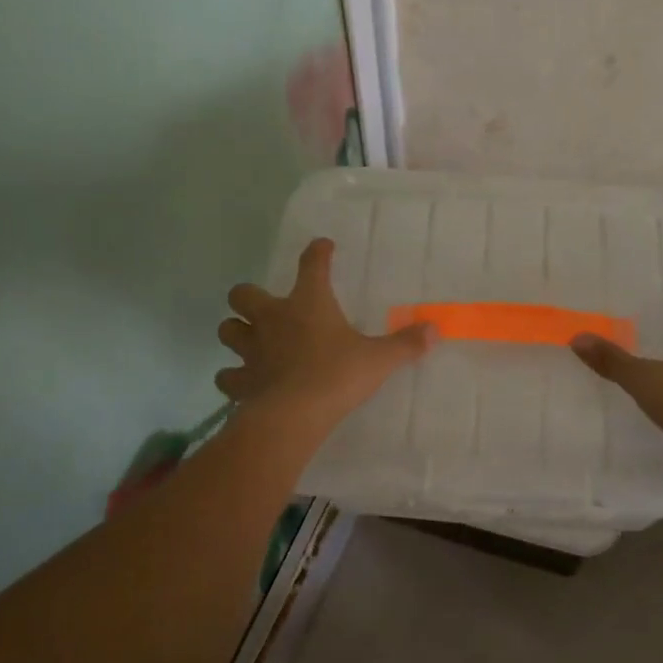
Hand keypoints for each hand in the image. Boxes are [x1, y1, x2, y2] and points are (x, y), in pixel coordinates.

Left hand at [216, 238, 435, 424]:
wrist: (294, 415)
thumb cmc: (337, 375)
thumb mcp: (379, 359)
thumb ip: (406, 343)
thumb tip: (435, 329)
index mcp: (308, 303)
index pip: (312, 265)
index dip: (318, 252)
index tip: (323, 247)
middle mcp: (273, 319)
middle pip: (244, 293)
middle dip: (250, 296)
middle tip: (268, 307)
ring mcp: (251, 349)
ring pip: (228, 329)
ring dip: (237, 331)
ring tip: (252, 339)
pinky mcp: (241, 381)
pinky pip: (227, 375)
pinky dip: (234, 376)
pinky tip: (246, 381)